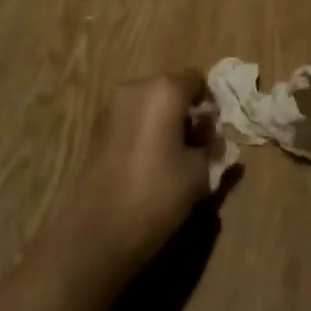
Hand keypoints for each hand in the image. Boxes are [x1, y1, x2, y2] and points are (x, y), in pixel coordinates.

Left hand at [52, 71, 212, 276]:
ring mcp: (112, 107)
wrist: (100, 230)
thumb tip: (211, 138)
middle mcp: (135, 89)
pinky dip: (144, 131)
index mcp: (164, 90)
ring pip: (149, 105)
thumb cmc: (158, 194)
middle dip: (186, 112)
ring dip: (164, 122)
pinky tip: (149, 163)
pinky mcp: (97, 128)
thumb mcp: (200, 172)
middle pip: (171, 90)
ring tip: (173, 158)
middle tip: (197, 146)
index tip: (213, 134)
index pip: (197, 81)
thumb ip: (211, 147)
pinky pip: (131, 119)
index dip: (210, 104)